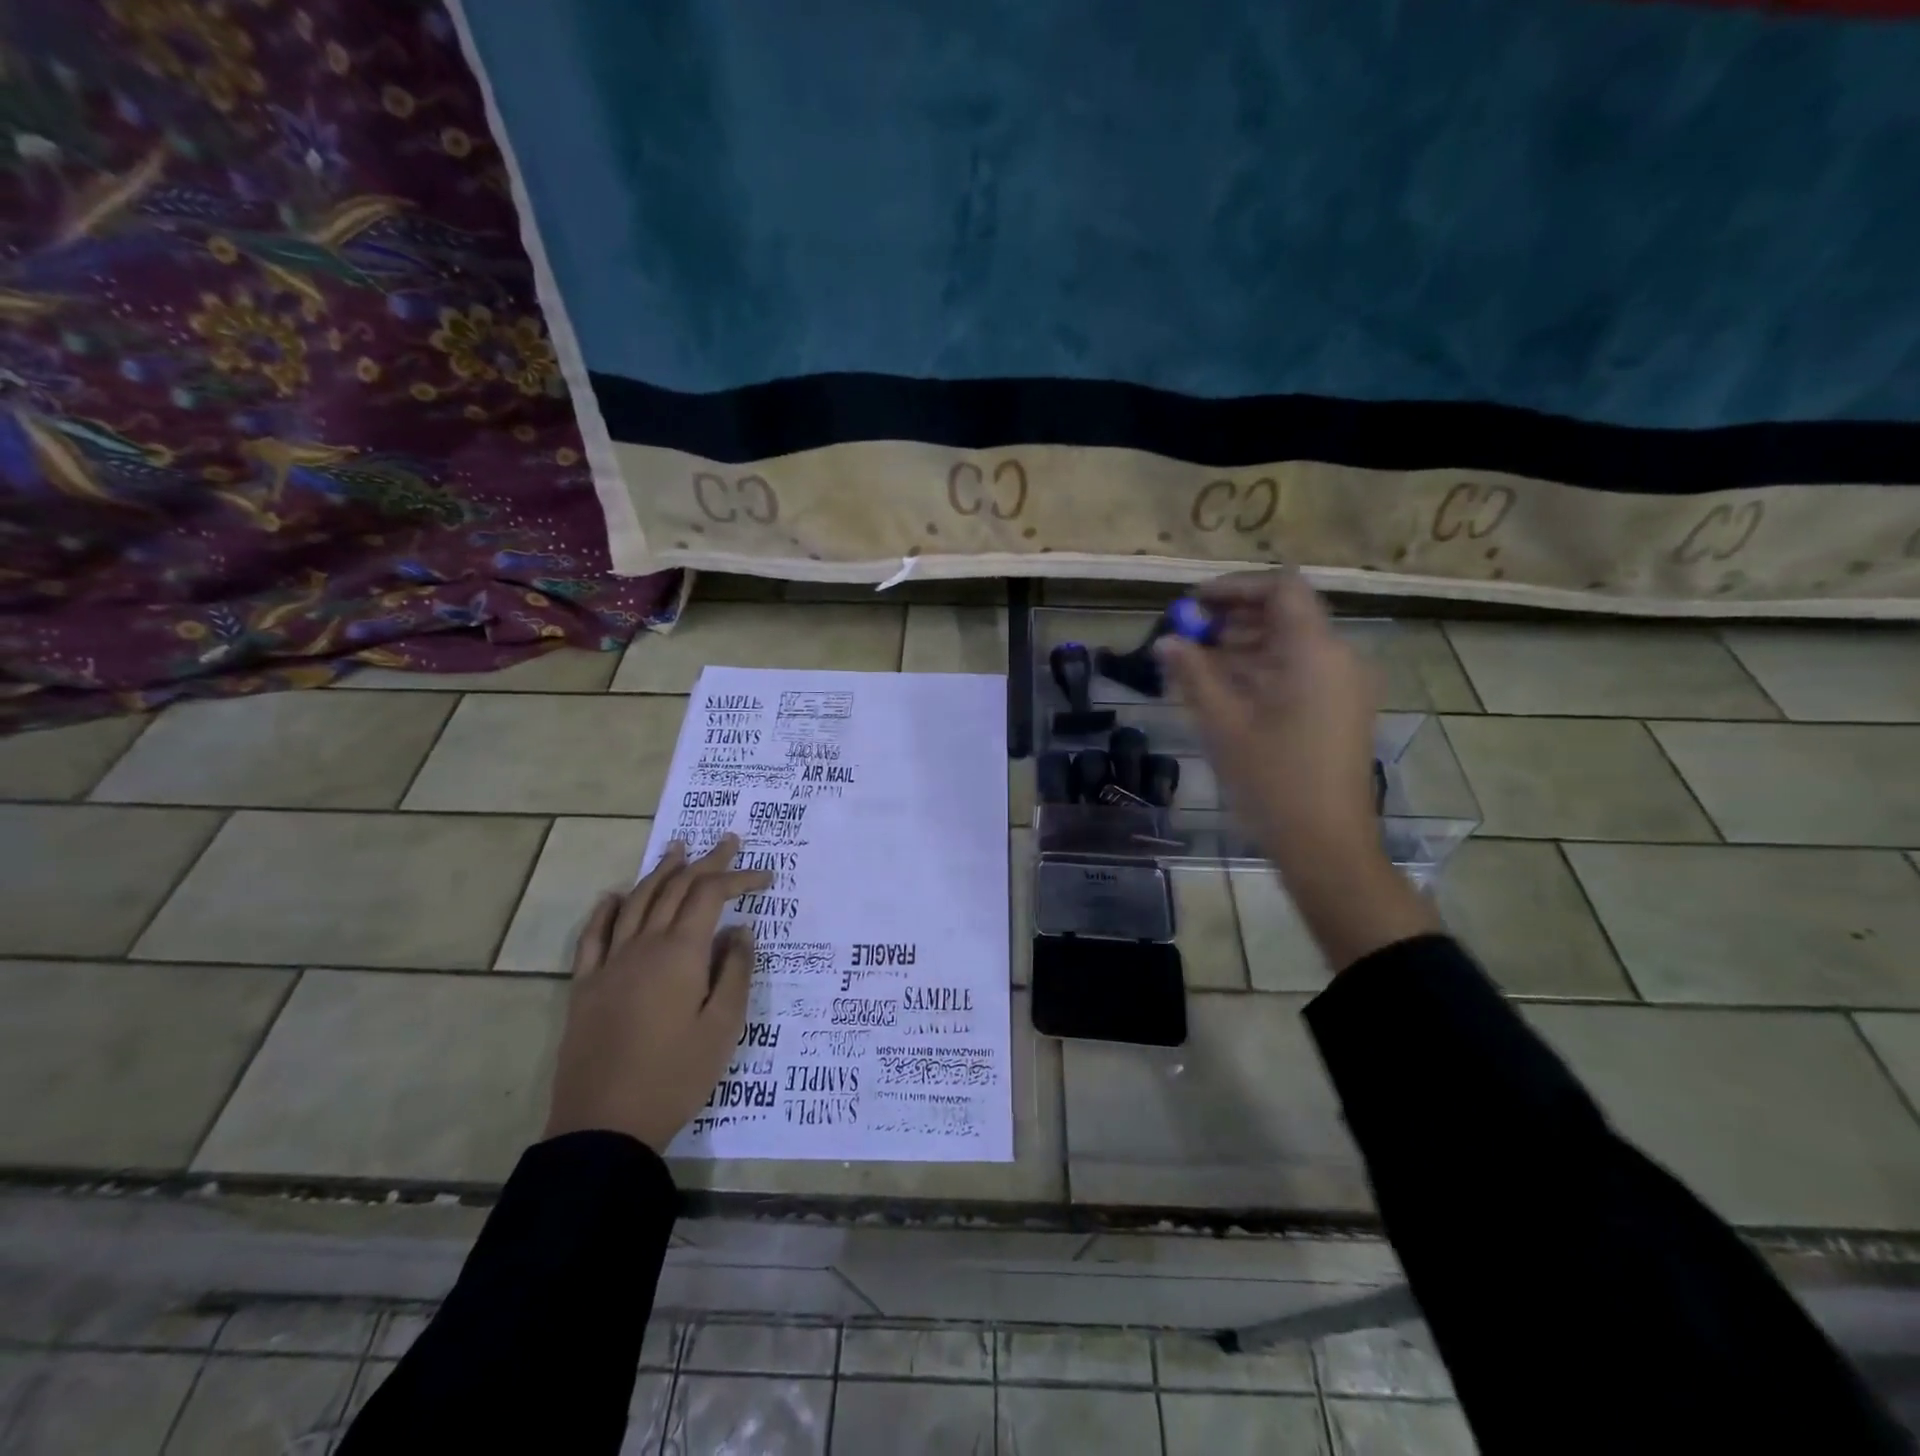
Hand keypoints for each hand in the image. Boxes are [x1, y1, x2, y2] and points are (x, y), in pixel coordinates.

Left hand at [544, 836, 773, 1152]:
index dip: (739, 879)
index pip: (710, 896)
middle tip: (728, 841)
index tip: (765, 876)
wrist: (604, 1126)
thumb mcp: (723, 1027)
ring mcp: (609, 964)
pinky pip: (594, 935)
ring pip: (636, 902)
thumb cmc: (675, 1076)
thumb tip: (740, 930)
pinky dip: (607, 908)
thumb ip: (736, 971)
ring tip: (678, 849)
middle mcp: (643, 946)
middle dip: (705, 862)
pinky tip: (615, 895)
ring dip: (660, 872)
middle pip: (675, 889)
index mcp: (680, 954)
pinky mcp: (585, 986)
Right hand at [1156, 570, 1379, 866]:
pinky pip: (1299, 672)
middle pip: (1286, 614)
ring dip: (1244, 645)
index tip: (1192, 604)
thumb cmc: (1272, 781)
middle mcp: (1338, 658)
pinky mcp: (1340, 710)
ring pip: (1290, 645)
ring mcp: (1343, 686)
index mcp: (1315, 652)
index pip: (1281, 588)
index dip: (1234, 587)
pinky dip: (1262, 670)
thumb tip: (1165, 641)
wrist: (1327, 846)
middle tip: (1186, 636)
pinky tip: (1224, 692)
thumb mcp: (1223, 724)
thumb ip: (1193, 673)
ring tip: (1196, 665)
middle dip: (1233, 618)